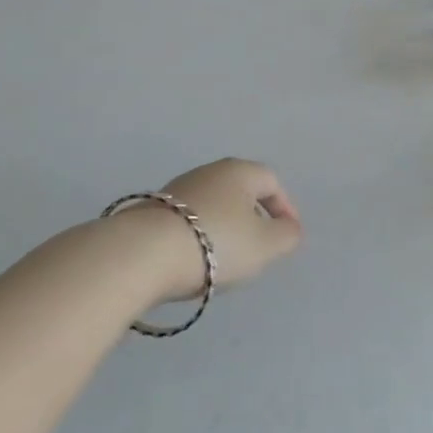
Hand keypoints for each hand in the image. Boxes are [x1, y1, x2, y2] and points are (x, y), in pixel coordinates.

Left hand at [119, 158, 303, 303]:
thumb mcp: (264, 245)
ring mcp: (177, 189)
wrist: (142, 254)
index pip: (272, 182)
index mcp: (240, 171)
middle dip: (253, 217)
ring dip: (224, 228)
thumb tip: (290, 228)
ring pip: (213, 205)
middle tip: (258, 248)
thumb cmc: (215, 243)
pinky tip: (193, 260)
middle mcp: (209, 171)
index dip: (284, 208)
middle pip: (241, 191)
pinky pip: (187, 220)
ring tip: (224, 260)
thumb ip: (286, 236)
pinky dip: (198, 236)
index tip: (286, 236)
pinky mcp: (151, 210)